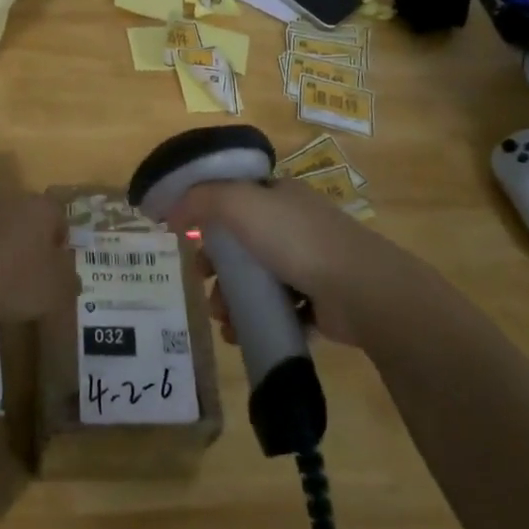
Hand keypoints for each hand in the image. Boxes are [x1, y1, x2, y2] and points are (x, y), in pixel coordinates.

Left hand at [0, 193, 80, 322]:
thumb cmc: (14, 279)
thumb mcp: (53, 290)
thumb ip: (67, 281)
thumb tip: (70, 277)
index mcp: (40, 209)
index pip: (58, 216)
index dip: (60, 240)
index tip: (57, 264)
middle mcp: (10, 200)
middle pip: (26, 218)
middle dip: (29, 241)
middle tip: (28, 271)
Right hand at [165, 178, 409, 344]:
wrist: (360, 289)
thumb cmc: (295, 238)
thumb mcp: (238, 203)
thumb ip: (199, 200)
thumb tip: (169, 212)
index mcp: (279, 194)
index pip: (235, 198)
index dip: (208, 216)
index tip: (188, 240)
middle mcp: (295, 224)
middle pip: (242, 243)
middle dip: (217, 266)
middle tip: (203, 283)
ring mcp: (310, 263)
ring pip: (258, 280)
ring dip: (232, 299)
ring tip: (223, 319)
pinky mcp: (320, 301)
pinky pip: (279, 310)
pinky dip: (257, 321)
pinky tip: (242, 334)